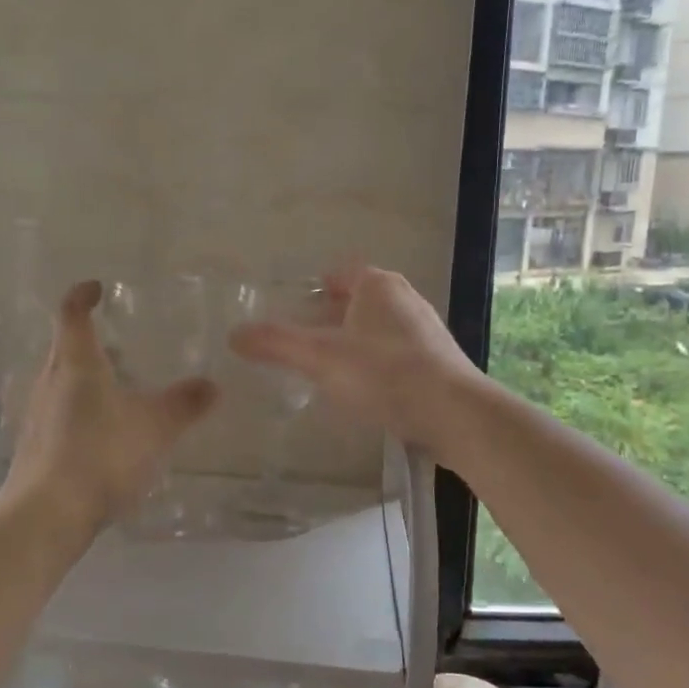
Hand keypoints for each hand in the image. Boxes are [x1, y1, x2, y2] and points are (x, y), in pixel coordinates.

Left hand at [5, 280, 218, 529]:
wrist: (46, 514)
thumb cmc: (101, 455)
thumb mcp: (156, 428)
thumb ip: (185, 404)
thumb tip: (213, 385)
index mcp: (75, 364)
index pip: (72, 313)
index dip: (83, 295)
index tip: (98, 288)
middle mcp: (49, 381)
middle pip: (63, 346)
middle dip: (88, 338)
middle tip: (118, 342)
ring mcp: (36, 415)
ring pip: (60, 381)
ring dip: (83, 377)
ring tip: (116, 387)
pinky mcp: (34, 445)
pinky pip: (58, 412)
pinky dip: (78, 409)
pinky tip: (102, 433)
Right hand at [228, 264, 486, 457]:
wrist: (454, 414)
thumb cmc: (384, 374)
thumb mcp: (320, 357)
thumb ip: (276, 344)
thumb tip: (234, 334)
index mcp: (377, 286)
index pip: (340, 273)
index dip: (315, 287)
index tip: (294, 307)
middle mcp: (405, 299)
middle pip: (358, 301)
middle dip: (331, 317)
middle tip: (303, 341)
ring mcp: (425, 330)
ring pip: (378, 328)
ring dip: (354, 342)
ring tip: (328, 368)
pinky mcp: (438, 361)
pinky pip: (396, 354)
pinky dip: (376, 364)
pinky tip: (366, 391)